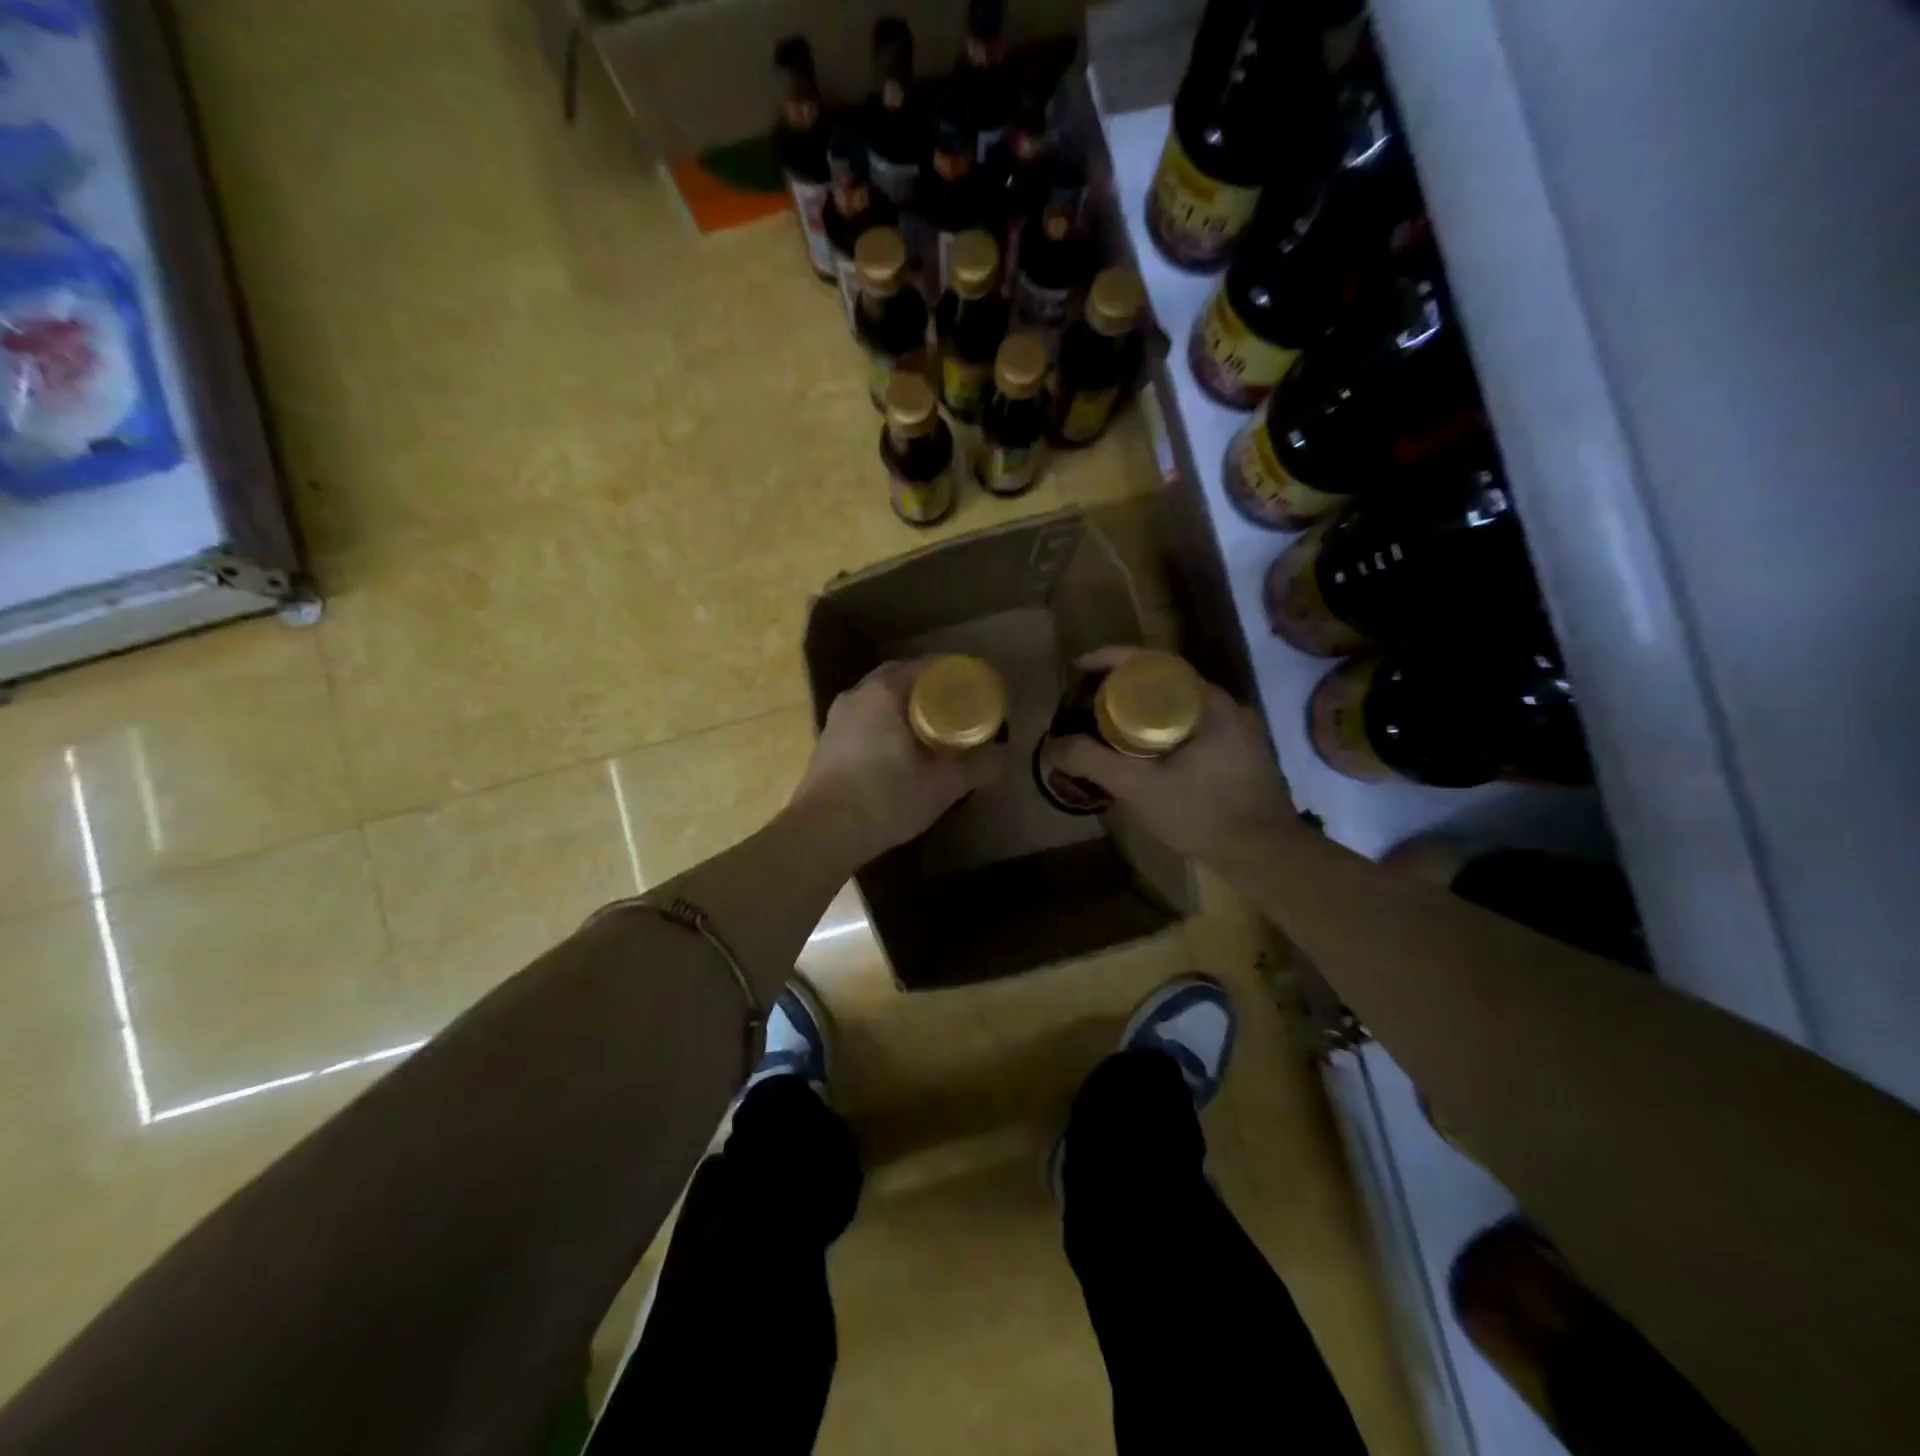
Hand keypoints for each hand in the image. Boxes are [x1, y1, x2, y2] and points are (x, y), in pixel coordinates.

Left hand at [789, 659, 1006, 867]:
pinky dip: (886, 726)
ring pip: (879, 702)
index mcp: (883, 693)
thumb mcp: (943, 784)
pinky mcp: (827, 745)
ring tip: (931, 729)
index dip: (952, 673)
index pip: (923, 666)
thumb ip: (977, 766)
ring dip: (904, 709)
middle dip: (928, 690)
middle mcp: (856, 696)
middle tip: (956, 707)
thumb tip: (1002, 755)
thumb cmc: (886, 797)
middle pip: (899, 680)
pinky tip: (900, 751)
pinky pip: (865, 722)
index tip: (973, 687)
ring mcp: (836, 720)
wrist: (823, 833)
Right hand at [1051, 647, 1298, 868]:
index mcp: (1205, 701)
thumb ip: (1093, 763)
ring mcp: (1232, 729)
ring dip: (1137, 710)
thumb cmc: (1203, 814)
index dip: (1110, 659)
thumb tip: (1054, 746)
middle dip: (1118, 686)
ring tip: (1102, 726)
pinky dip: (1155, 729)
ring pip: (1173, 706)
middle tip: (1084, 701)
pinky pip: (1185, 726)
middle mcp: (1222, 706)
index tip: (1077, 668)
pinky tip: (1136, 753)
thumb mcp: (1140, 788)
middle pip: (1160, 680)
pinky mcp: (1234, 753)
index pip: (1151, 662)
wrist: (1266, 856)